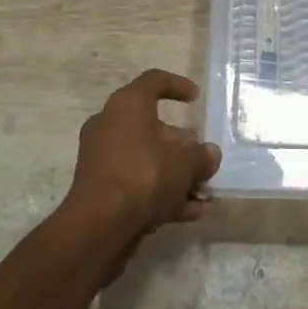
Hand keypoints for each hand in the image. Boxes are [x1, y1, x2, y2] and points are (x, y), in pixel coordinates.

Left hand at [64, 69, 221, 241]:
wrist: (98, 228)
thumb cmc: (144, 175)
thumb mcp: (185, 163)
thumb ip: (201, 156)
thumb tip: (209, 154)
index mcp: (128, 104)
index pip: (154, 81)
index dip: (178, 86)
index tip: (196, 98)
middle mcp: (110, 124)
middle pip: (152, 125)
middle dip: (181, 144)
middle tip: (202, 157)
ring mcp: (102, 158)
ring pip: (146, 158)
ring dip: (175, 174)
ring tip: (203, 192)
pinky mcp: (99, 189)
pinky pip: (136, 183)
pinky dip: (161, 193)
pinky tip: (191, 212)